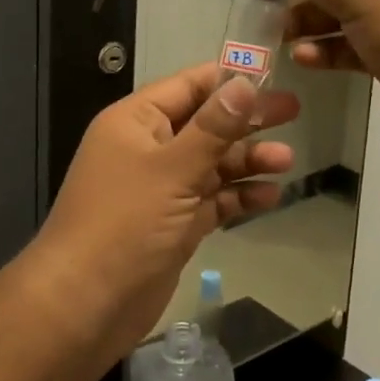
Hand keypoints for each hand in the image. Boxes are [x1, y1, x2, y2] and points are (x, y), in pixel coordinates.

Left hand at [28, 64, 298, 366]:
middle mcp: (148, 148)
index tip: (273, 75)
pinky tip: (269, 196)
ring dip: (247, 161)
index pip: (188, 86)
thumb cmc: (125, 224)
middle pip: (206, 124)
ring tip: (286, 162)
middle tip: (294, 111)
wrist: (84, 305)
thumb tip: (244, 82)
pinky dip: (238, 196)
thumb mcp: (173, 169)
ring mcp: (161, 188)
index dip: (229, 80)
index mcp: (136, 122)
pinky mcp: (174, 223)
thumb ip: (213, 127)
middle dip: (247, 120)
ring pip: (212, 164)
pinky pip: (212, 199)